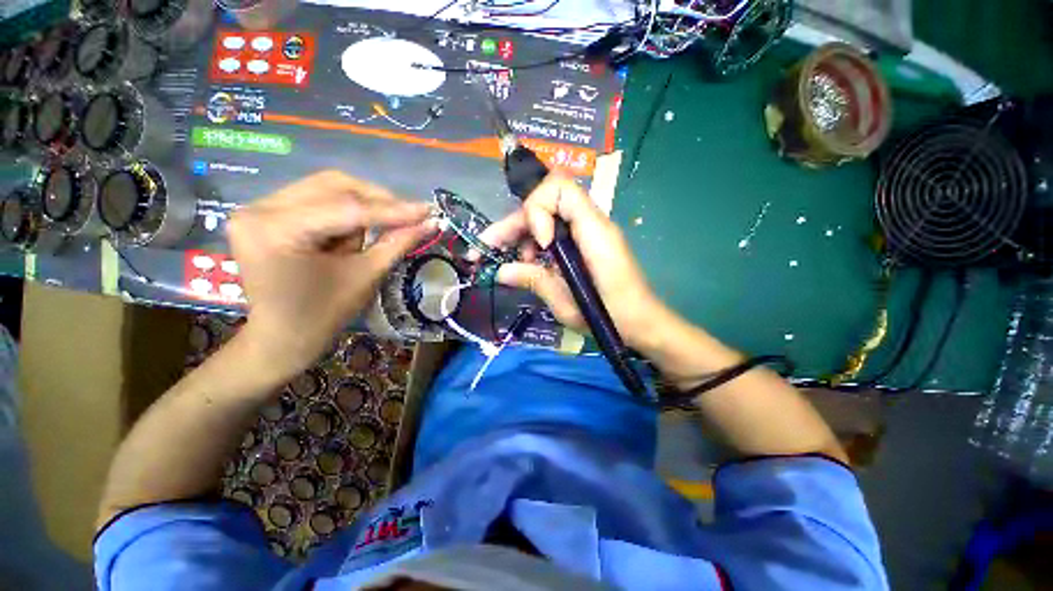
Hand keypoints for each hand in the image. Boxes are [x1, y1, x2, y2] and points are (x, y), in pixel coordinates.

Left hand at [228, 171, 432, 377]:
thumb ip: (397, 243)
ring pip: (326, 187)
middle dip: (378, 201)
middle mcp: (259, 208)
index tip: (428, 210)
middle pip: (333, 185)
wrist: (283, 337)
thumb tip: (430, 223)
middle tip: (411, 215)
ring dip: (363, 205)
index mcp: (276, 230)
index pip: (346, 209)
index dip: (393, 210)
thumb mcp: (365, 276)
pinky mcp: (266, 212)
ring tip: (381, 229)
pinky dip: (346, 209)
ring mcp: (258, 207)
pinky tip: (358, 229)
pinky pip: (316, 197)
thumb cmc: (324, 314)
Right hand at [478, 173, 666, 349]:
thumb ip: (534, 280)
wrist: (641, 322)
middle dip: (514, 223)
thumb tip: (500, 271)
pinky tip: (529, 265)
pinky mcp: (584, 243)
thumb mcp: (567, 303)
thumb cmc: (610, 316)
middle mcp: (591, 223)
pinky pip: (554, 231)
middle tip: (487, 248)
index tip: (540, 245)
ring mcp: (588, 231)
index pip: (558, 187)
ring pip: (546, 216)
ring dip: (522, 235)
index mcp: (594, 231)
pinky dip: (535, 244)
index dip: (538, 210)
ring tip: (514, 264)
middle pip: (545, 201)